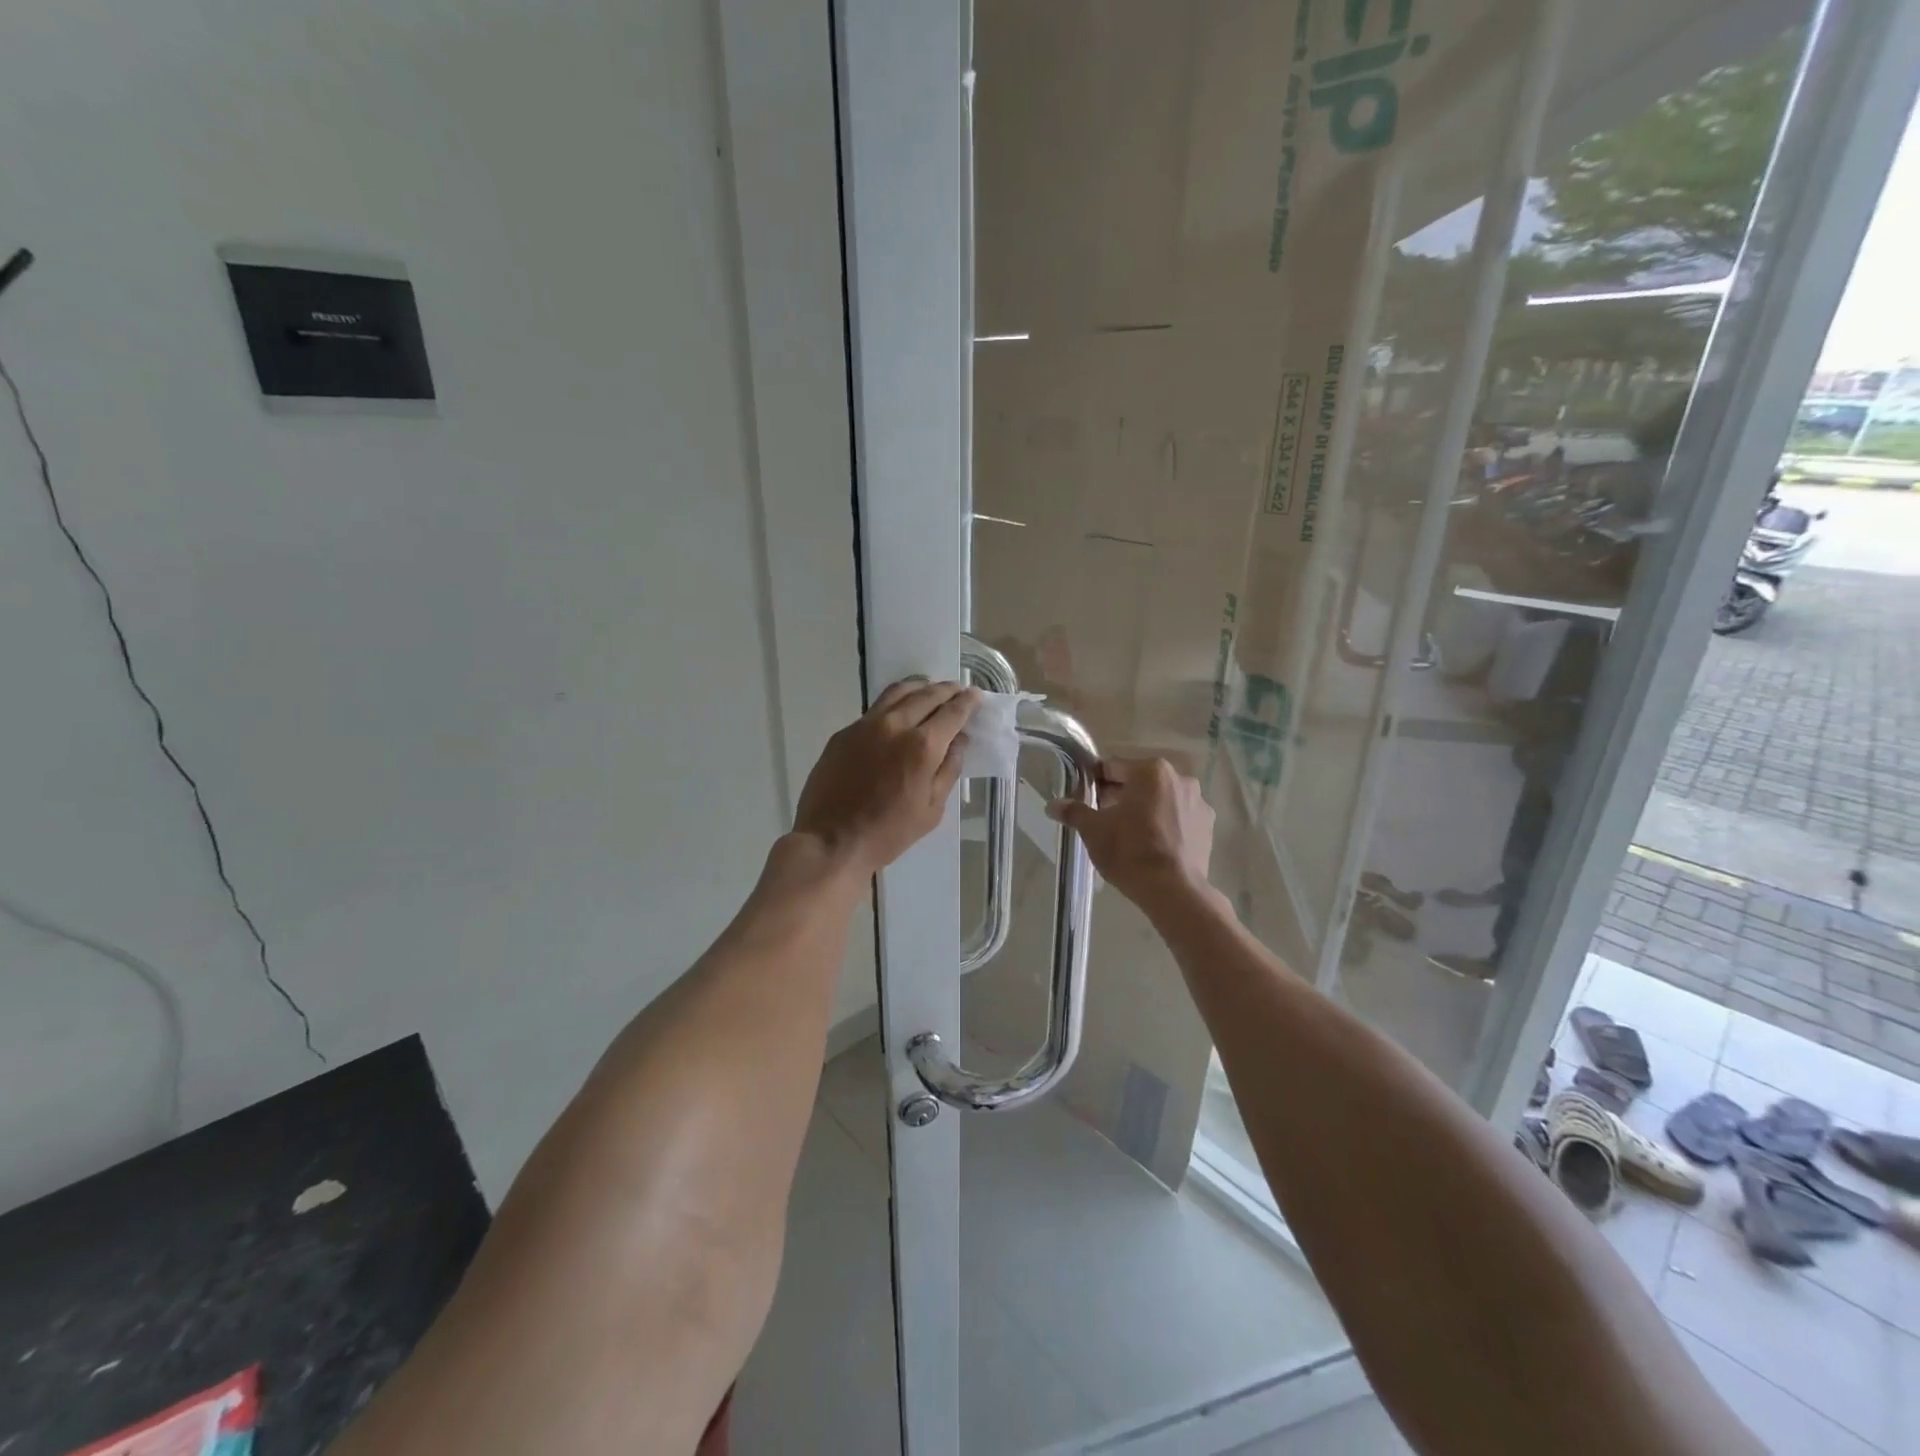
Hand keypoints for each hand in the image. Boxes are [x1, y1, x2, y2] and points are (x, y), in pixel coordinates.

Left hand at [792, 680, 980, 876]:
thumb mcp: (932, 808)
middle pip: (927, 694)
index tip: (976, 695)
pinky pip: (875, 708)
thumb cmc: (889, 833)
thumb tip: (959, 740)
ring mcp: (866, 725)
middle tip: (958, 690)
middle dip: (947, 689)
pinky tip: (898, 712)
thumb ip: (948, 769)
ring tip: (930, 690)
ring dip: (920, 687)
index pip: (953, 712)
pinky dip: (895, 703)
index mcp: (923, 746)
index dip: (968, 701)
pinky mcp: (845, 732)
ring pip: (898, 692)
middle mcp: (896, 725)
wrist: (832, 840)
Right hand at [1048, 757, 1214, 905]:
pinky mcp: (1208, 826)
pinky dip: (1165, 825)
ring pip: (1161, 799)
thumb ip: (1074, 812)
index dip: (1095, 782)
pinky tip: (1153, 846)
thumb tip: (1052, 805)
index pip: (1113, 767)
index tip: (1085, 799)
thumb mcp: (1093, 831)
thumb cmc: (1129, 851)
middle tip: (1104, 820)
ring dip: (1145, 810)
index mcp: (1151, 770)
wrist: (1173, 890)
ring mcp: (1198, 802)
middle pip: (1140, 782)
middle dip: (1121, 796)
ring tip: (1129, 836)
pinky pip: (1178, 817)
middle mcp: (1180, 778)